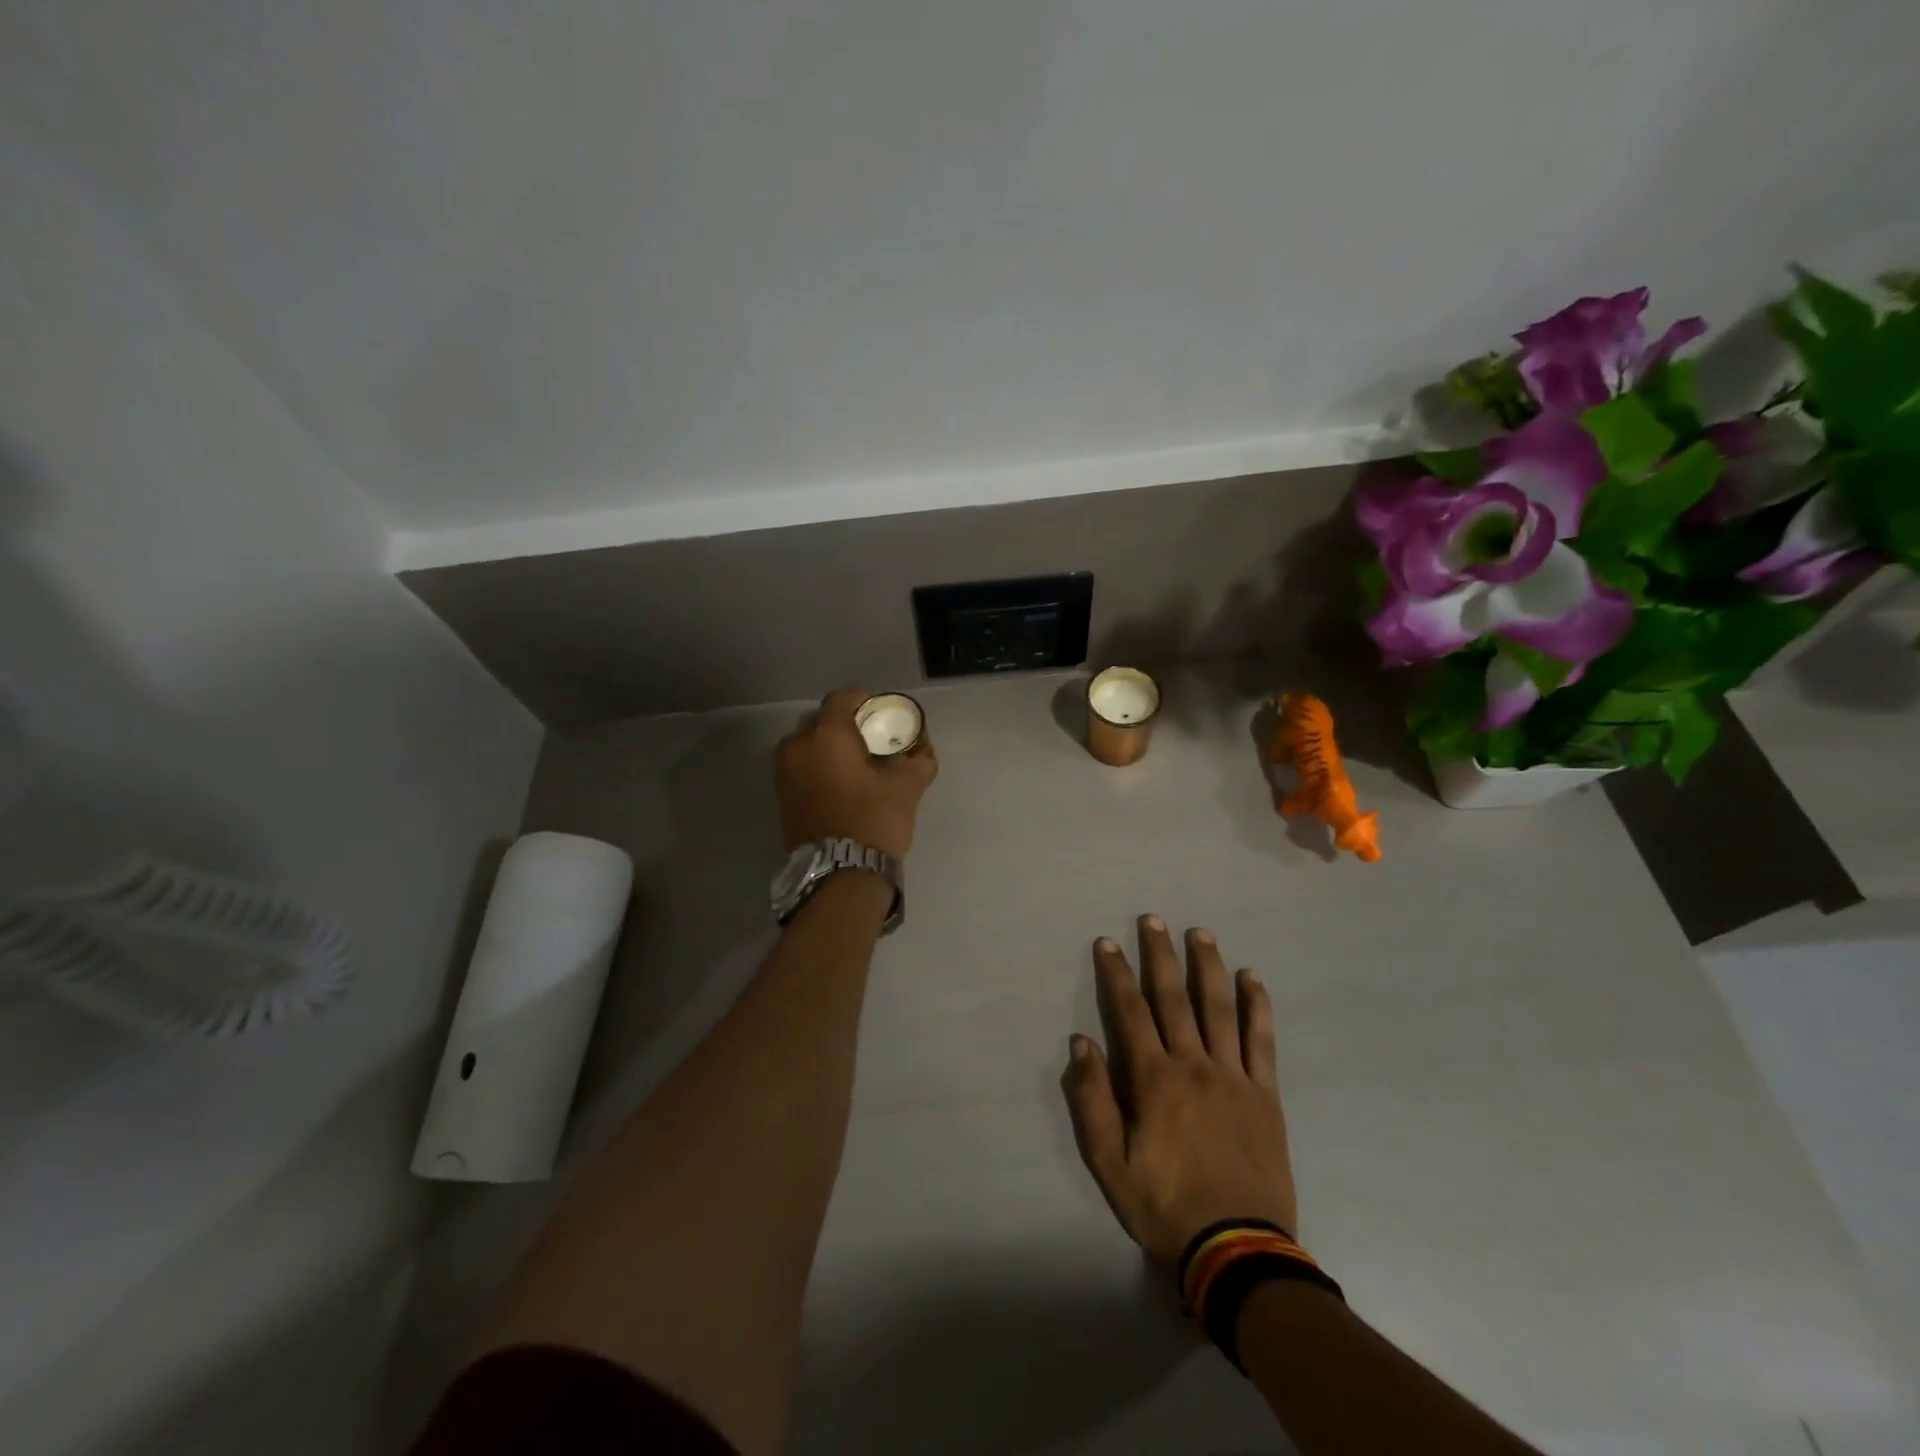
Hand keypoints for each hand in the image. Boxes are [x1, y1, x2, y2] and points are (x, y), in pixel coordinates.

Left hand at [776, 687, 937, 860]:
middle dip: (848, 723)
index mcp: (827, 733)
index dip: (866, 700)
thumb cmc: (874, 820)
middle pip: (823, 718)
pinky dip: (819, 763)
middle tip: (873, 738)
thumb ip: (919, 757)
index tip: (885, 715)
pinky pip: (801, 764)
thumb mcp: (908, 786)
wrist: (839, 874)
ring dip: (831, 744)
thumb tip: (923, 746)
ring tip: (858, 762)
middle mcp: (797, 743)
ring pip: (809, 742)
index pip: (844, 697)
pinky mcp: (780, 793)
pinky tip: (842, 781)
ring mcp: (783, 769)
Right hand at [1063, 916, 1297, 1267]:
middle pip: (1174, 998)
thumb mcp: (1109, 1162)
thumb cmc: (1164, 1205)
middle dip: (1160, 955)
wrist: (1237, 1249)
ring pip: (1219, 1008)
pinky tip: (1251, 978)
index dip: (1117, 973)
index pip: (1130, 1012)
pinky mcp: (1265, 1094)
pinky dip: (1257, 1006)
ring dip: (1207, 966)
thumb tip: (1081, 1042)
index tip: (1107, 942)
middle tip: (1154, 919)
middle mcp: (1193, 1065)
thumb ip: (1093, 1099)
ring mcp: (1233, 1076)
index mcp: (1154, 1079)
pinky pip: (1261, 1040)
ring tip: (1200, 933)